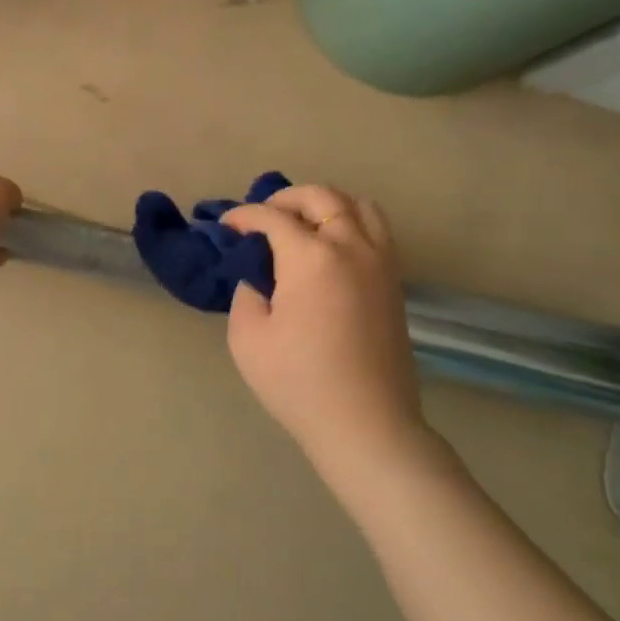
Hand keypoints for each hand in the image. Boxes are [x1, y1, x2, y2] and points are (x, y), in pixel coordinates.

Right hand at [224, 186, 442, 496]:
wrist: (365, 424)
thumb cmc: (298, 383)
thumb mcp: (248, 338)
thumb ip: (247, 293)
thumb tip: (258, 277)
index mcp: (311, 258)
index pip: (272, 217)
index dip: (243, 216)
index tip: (225, 227)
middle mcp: (351, 247)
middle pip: (321, 196)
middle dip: (285, 199)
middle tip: (262, 219)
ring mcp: (380, 262)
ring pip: (357, 205)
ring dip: (324, 204)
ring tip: (301, 224)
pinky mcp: (394, 281)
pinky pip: (376, 230)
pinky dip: (350, 222)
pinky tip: (330, 247)